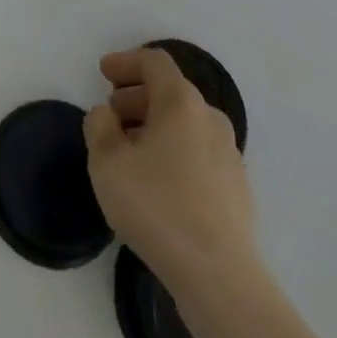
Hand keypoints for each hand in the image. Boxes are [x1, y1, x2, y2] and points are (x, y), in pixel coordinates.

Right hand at [83, 49, 258, 297]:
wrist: (218, 276)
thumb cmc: (157, 207)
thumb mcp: (107, 162)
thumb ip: (99, 126)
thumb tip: (107, 115)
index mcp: (181, 101)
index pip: (154, 62)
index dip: (126, 61)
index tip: (103, 72)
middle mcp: (210, 118)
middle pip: (171, 92)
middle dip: (137, 97)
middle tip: (112, 114)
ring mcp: (229, 154)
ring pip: (186, 124)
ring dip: (155, 126)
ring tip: (130, 151)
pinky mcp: (237, 188)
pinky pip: (199, 153)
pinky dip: (175, 152)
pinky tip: (159, 182)